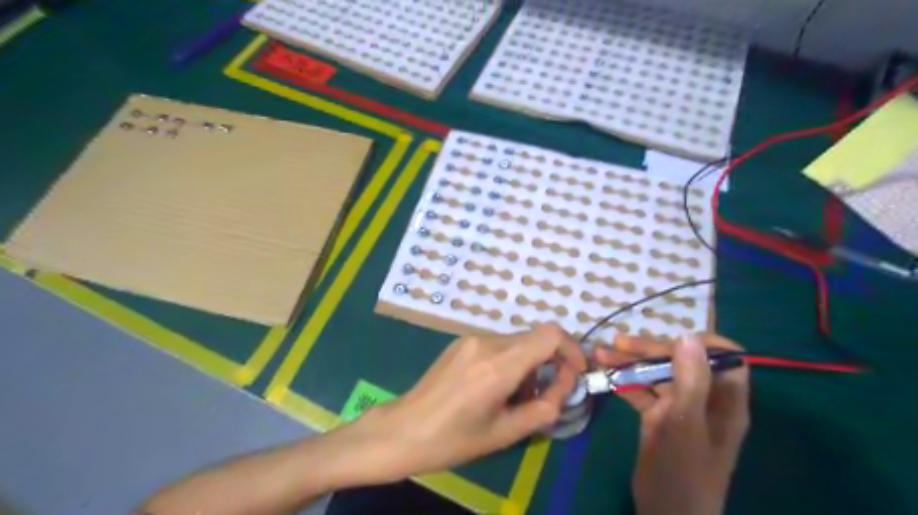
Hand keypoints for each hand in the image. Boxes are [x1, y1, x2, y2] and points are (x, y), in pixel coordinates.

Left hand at [344, 323, 587, 485]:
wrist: (404, 430)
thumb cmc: (454, 439)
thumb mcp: (505, 433)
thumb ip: (544, 407)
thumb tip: (564, 386)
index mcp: (499, 364)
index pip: (550, 334)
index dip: (572, 349)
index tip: (575, 374)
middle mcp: (486, 341)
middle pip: (535, 338)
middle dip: (551, 363)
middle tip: (546, 395)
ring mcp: (471, 338)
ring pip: (518, 341)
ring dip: (529, 364)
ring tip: (515, 397)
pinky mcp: (461, 342)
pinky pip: (499, 344)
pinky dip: (510, 361)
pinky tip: (496, 387)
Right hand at [596, 333, 752, 514]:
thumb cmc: (683, 474)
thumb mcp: (685, 425)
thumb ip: (690, 381)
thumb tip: (688, 335)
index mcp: (724, 401)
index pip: (725, 358)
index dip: (702, 343)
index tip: (670, 338)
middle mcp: (704, 399)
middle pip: (681, 361)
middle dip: (649, 349)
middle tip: (617, 344)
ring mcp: (679, 408)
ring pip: (657, 374)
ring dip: (630, 362)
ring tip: (600, 353)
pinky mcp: (658, 416)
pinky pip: (642, 391)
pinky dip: (623, 380)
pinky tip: (603, 373)